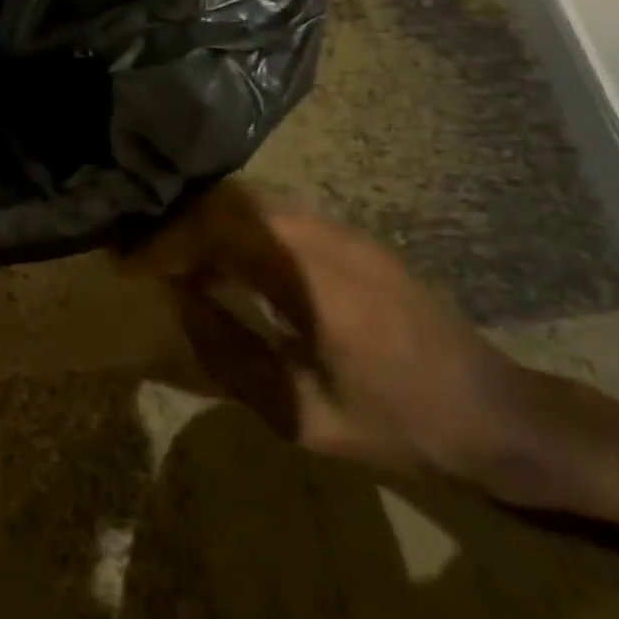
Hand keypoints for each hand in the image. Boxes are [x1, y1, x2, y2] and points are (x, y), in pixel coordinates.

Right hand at [129, 183, 535, 487]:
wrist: (492, 412)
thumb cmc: (394, 421)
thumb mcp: (298, 410)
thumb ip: (227, 349)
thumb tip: (178, 297)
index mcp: (303, 269)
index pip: (213, 226)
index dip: (162, 243)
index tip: (126, 266)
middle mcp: (317, 229)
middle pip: (229, 198)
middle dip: (178, 223)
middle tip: (145, 258)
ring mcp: (338, 226)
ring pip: (252, 198)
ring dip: (207, 221)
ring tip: (178, 261)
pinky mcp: (350, 235)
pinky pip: (277, 211)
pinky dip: (237, 226)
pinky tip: (228, 264)